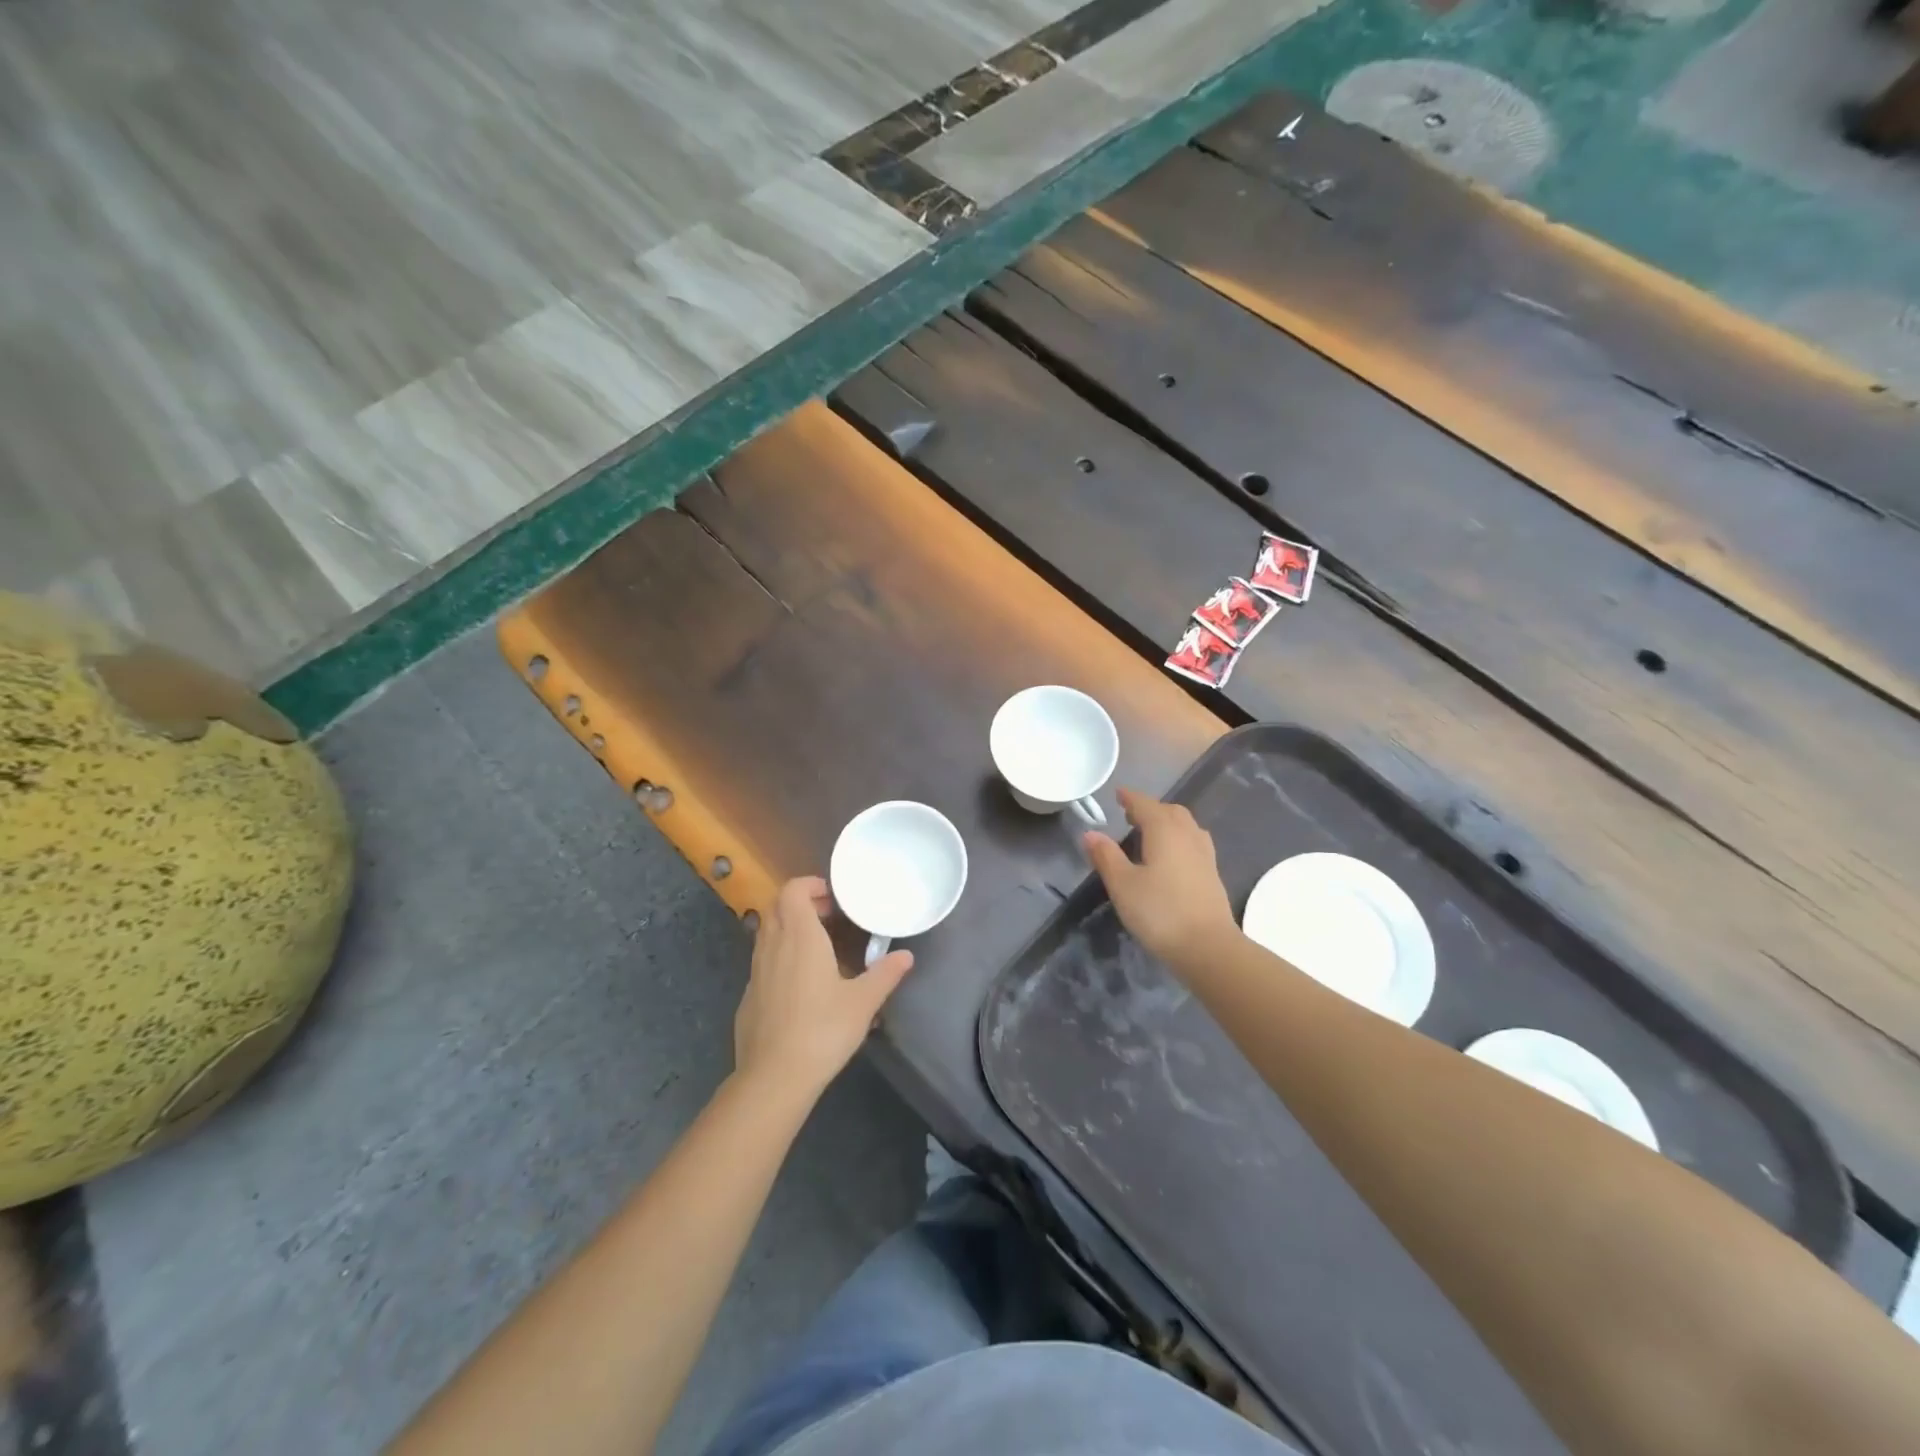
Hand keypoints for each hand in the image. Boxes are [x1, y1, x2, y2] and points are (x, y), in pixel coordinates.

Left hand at [733, 877, 913, 1098]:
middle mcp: (773, 945)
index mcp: (800, 936)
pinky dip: (779, 955)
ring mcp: (756, 971)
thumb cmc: (822, 1030)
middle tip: (828, 916)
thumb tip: (906, 956)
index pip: (792, 890)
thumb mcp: (863, 1002)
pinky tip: (800, 983)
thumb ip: (885, 974)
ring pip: (766, 932)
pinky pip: (762, 960)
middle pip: (776, 906)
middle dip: (800, 902)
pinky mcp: (749, 995)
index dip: (809, 885)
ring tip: (817, 946)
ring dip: (788, 928)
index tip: (832, 897)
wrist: (773, 1077)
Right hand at [1083, 788, 1237, 965]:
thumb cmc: (1160, 912)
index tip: (1118, 794)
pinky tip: (1172, 857)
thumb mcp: (1123, 884)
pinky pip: (1194, 842)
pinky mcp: (1212, 874)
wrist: (1208, 947)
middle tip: (1131, 816)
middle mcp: (1188, 835)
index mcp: (1164, 830)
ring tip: (1151, 834)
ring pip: (1186, 826)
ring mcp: (1204, 855)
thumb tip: (1090, 833)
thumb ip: (1106, 856)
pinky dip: (1179, 839)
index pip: (1145, 805)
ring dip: (1168, 822)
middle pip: (1170, 811)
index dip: (1130, 798)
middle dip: (1150, 809)